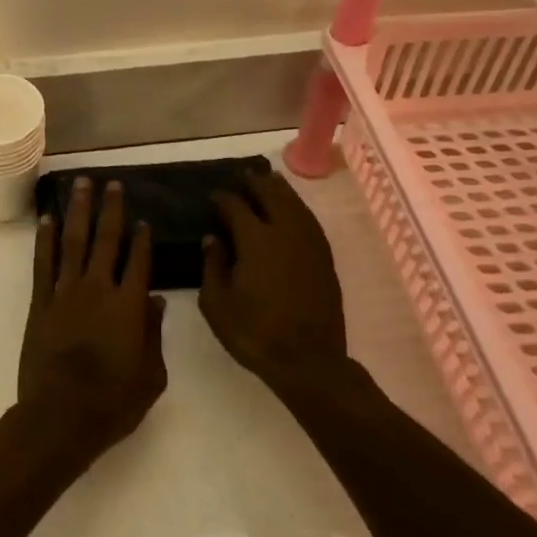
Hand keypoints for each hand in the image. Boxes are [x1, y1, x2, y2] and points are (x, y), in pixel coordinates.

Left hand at [18, 178, 166, 454]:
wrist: (61, 415)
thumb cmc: (113, 402)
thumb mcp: (151, 376)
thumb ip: (154, 334)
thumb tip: (155, 300)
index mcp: (129, 305)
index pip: (139, 261)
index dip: (143, 239)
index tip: (144, 219)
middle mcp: (97, 288)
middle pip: (106, 240)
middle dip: (110, 210)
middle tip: (112, 184)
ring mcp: (65, 292)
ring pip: (73, 242)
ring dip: (78, 211)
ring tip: (81, 185)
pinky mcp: (40, 303)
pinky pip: (43, 263)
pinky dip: (44, 239)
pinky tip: (47, 219)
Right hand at [200, 169, 347, 391]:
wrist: (308, 361)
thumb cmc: (255, 334)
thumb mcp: (217, 305)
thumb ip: (212, 266)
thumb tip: (212, 239)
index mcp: (256, 240)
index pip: (236, 206)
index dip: (223, 198)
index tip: (213, 196)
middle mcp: (285, 232)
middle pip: (271, 195)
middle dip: (256, 182)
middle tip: (243, 175)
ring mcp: (309, 243)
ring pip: (295, 204)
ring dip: (280, 189)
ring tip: (269, 179)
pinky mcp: (324, 258)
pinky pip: (309, 220)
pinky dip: (297, 207)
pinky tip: (292, 209)